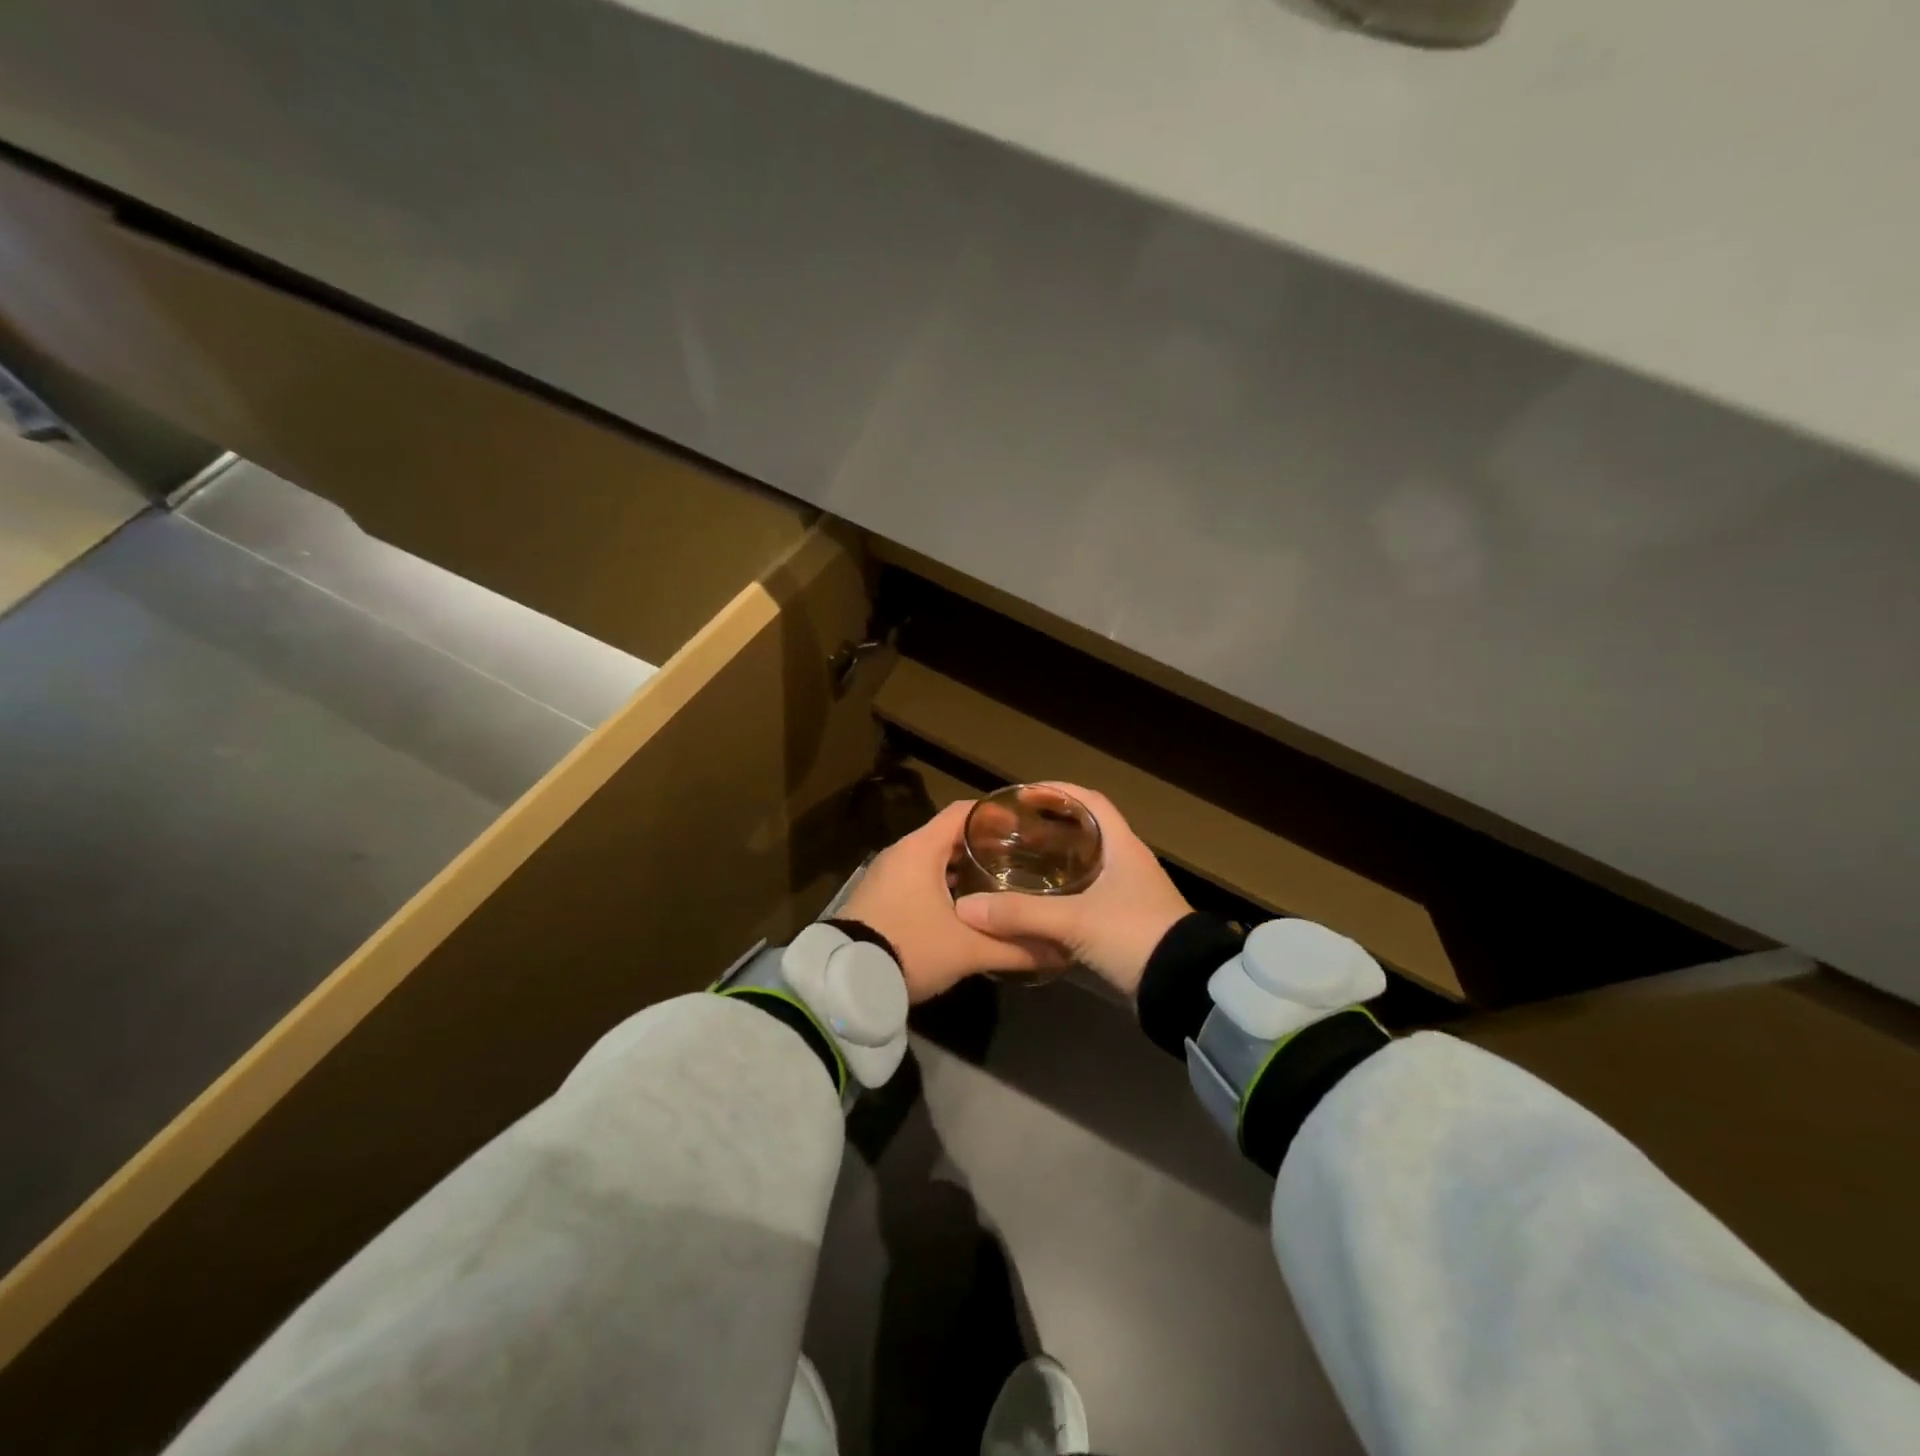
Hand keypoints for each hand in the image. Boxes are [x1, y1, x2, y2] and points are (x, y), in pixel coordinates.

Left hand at [839, 801, 1067, 1002]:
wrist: (845, 982)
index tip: (1026, 825)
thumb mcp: (968, 951)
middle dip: (985, 846)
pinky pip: (919, 877)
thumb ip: (1016, 949)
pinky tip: (967, 907)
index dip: (995, 814)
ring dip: (964, 869)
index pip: (963, 811)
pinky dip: (944, 884)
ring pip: (934, 859)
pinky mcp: (879, 896)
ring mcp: (887, 874)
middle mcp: (902, 852)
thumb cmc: (911, 949)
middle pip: (950, 835)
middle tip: (1022, 858)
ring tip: (1001, 883)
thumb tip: (1061, 952)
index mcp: (921, 848)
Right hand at [954, 786, 1189, 997]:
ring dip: (1057, 861)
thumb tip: (965, 907)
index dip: (1059, 792)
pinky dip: (1064, 892)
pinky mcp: (1127, 921)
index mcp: (1123, 846)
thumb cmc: (1134, 935)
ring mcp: (1130, 893)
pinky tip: (1040, 904)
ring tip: (1019, 863)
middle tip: (1012, 832)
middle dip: (1050, 827)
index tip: (1024, 795)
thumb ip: (1020, 914)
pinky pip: (1089, 894)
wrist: (1183, 987)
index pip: (1091, 802)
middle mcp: (1128, 863)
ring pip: (1087, 865)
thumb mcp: (1074, 921)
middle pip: (1087, 831)